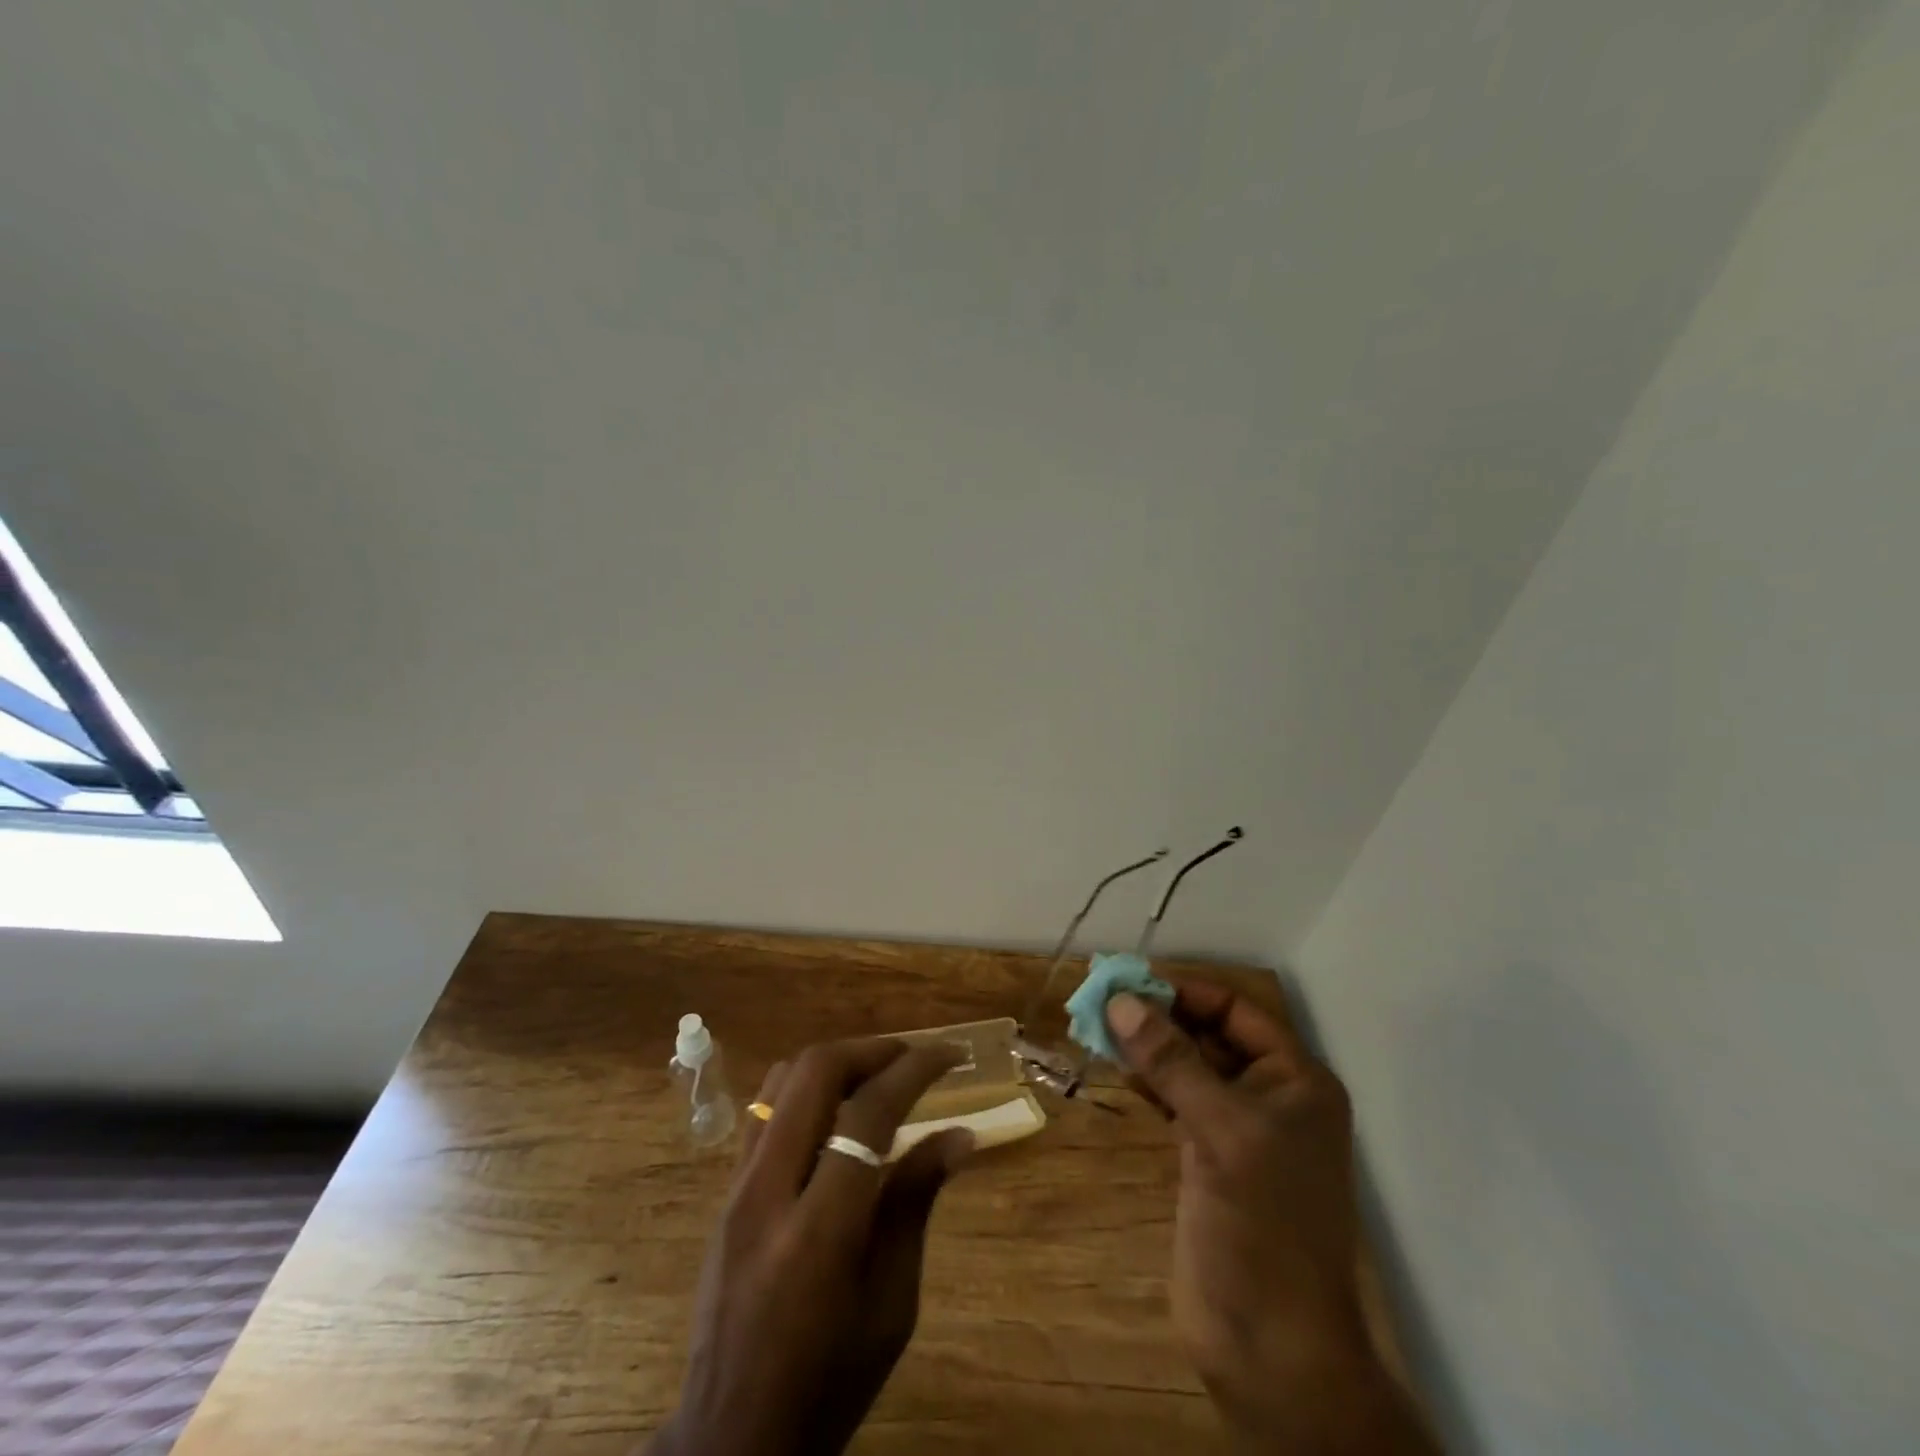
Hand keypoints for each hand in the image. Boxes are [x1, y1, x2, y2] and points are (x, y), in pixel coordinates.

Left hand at [649, 1038, 973, 1455]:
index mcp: (819, 1230)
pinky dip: (806, 1088)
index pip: (868, 1114)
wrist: (731, 1437)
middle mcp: (768, 1190)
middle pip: (815, 1072)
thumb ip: (915, 1203)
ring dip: (836, 1062)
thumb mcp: (891, 1303)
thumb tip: (960, 1134)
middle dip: (872, 1050)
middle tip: (913, 1057)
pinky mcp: (724, 1190)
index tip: (951, 1055)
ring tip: (878, 1076)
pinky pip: (764, 1108)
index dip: (915, 1070)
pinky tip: (834, 1111)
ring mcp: (737, 1186)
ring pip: (783, 1079)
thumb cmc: (829, 1381)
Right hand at [1106, 981, 1436, 1453]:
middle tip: (1102, 1002)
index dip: (1185, 993)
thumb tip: (1121, 1001)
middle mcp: (1270, 1096)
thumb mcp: (1220, 1130)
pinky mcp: (1207, 1158)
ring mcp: (1238, 1130)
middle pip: (1209, 1035)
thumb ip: (1171, 1061)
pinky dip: (1147, 1082)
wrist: (1271, 1347)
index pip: (1236, 1011)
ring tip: (1098, 1029)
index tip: (1130, 983)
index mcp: (1294, 1080)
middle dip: (1159, 1017)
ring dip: (1148, 1047)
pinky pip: (1175, 1101)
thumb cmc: (1263, 1224)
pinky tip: (1117, 1070)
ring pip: (1188, 1067)